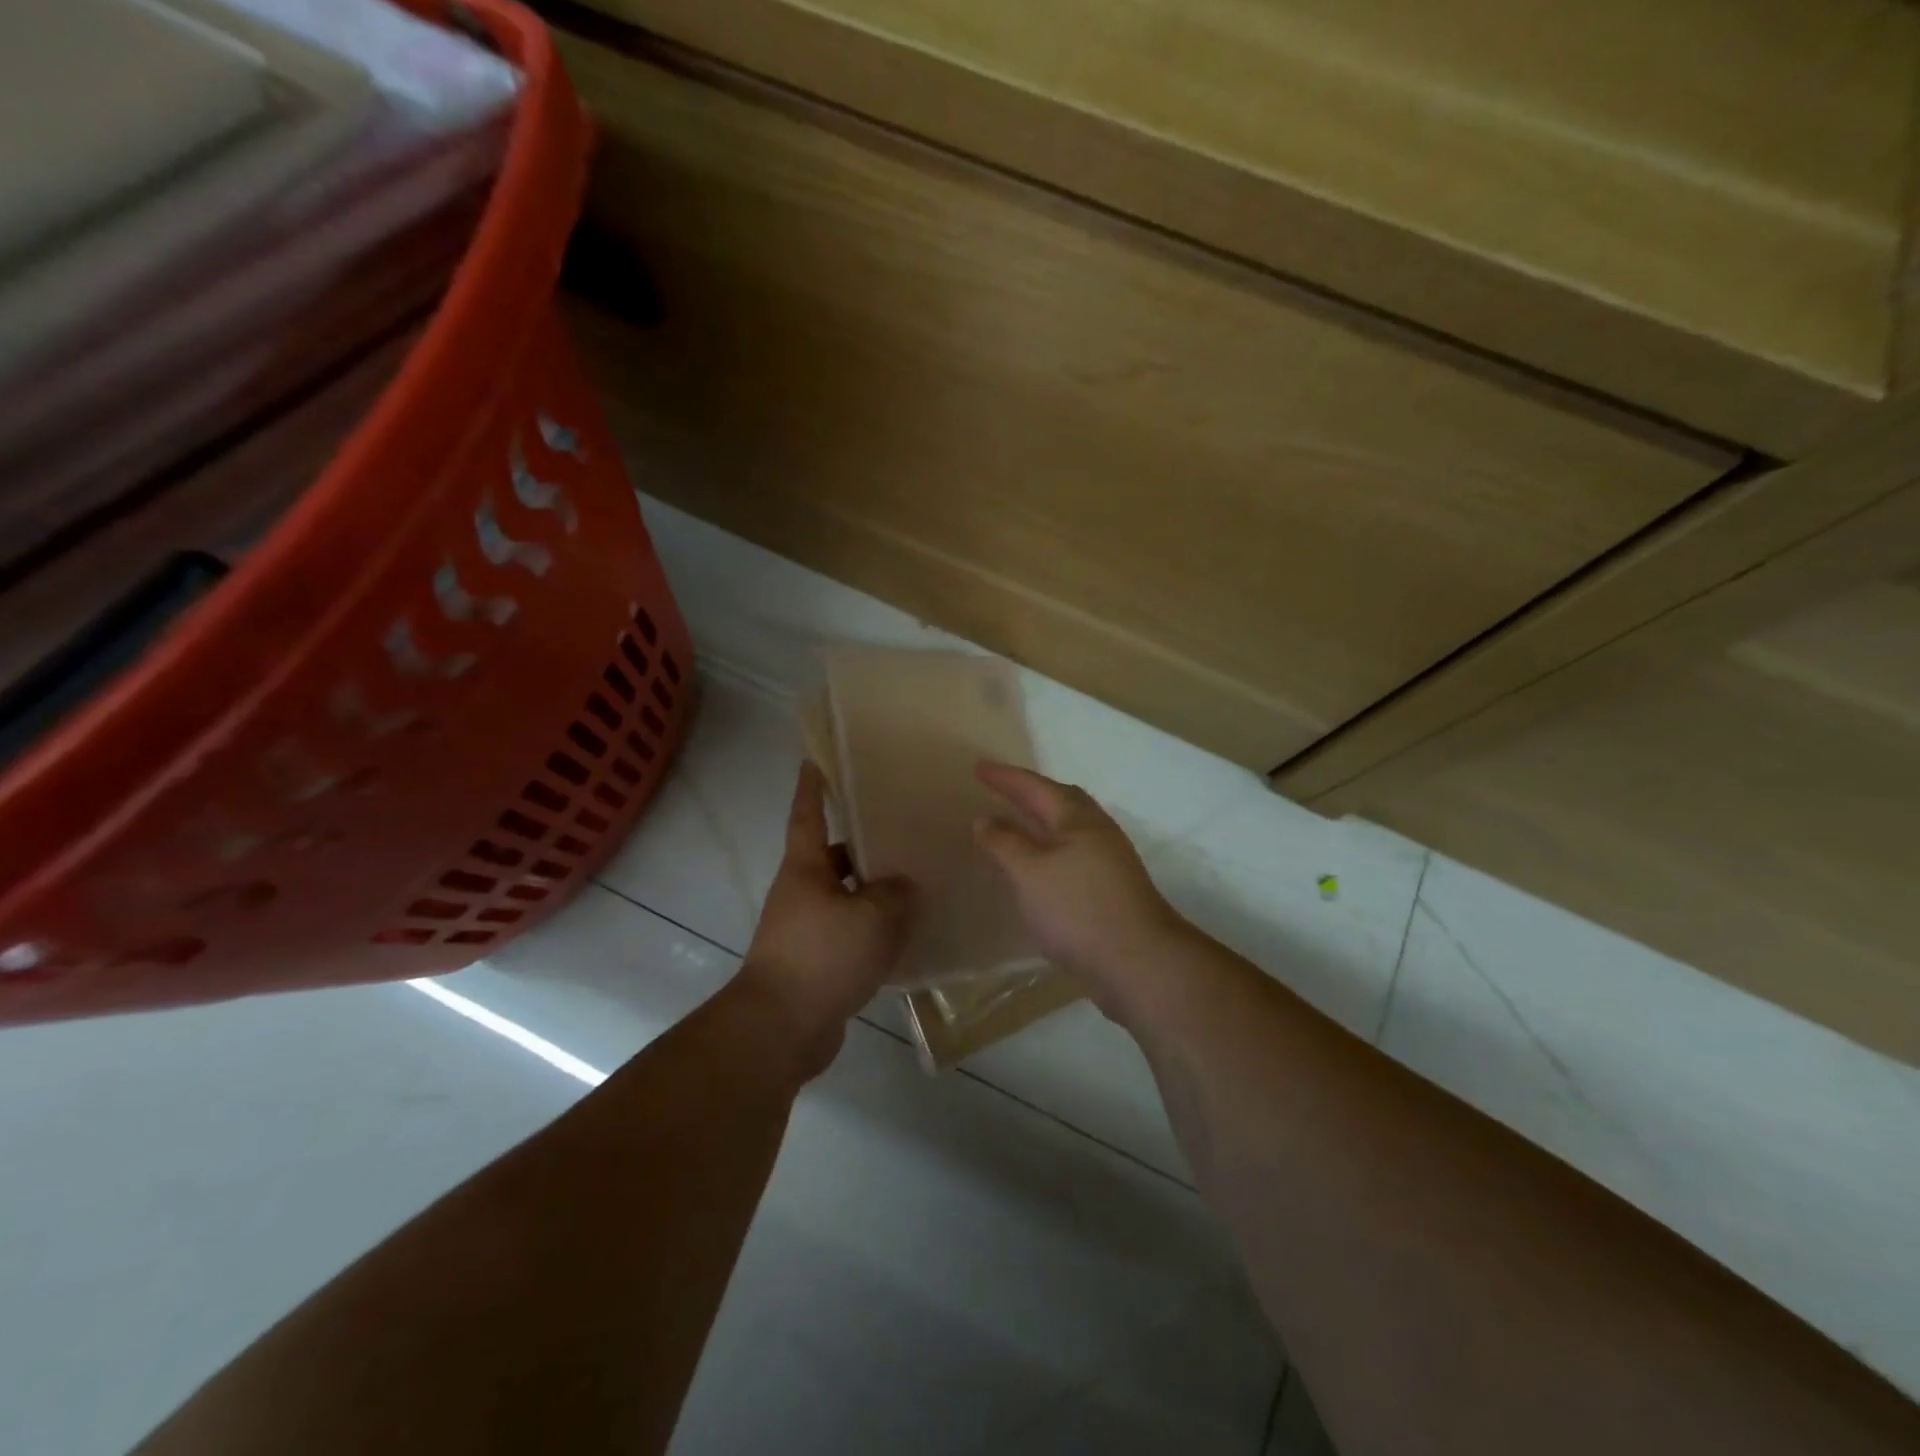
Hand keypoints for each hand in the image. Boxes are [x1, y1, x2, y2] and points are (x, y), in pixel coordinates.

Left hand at [740, 763, 912, 1075]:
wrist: (782, 1028)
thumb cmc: (823, 956)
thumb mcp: (872, 916)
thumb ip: (895, 893)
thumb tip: (901, 886)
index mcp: (805, 869)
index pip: (807, 816)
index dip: (812, 789)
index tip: (813, 762)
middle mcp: (800, 893)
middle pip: (832, 859)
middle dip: (862, 847)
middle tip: (900, 834)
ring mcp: (804, 930)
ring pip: (844, 899)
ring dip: (872, 893)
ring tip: (913, 885)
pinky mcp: (814, 964)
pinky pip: (848, 935)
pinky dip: (871, 932)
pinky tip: (904, 937)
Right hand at [972, 762, 1189, 1019]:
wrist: (1139, 962)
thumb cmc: (1078, 909)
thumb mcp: (1030, 872)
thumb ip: (1005, 842)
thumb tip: (984, 818)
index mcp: (1077, 819)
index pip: (1035, 787)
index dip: (1006, 777)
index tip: (979, 766)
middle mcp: (1098, 831)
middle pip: (1062, 800)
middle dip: (1030, 791)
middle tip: (1003, 788)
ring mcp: (1110, 860)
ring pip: (1071, 826)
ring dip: (1043, 819)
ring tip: (1018, 822)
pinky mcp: (1113, 887)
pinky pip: (1075, 850)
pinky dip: (1052, 846)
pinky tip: (1041, 866)